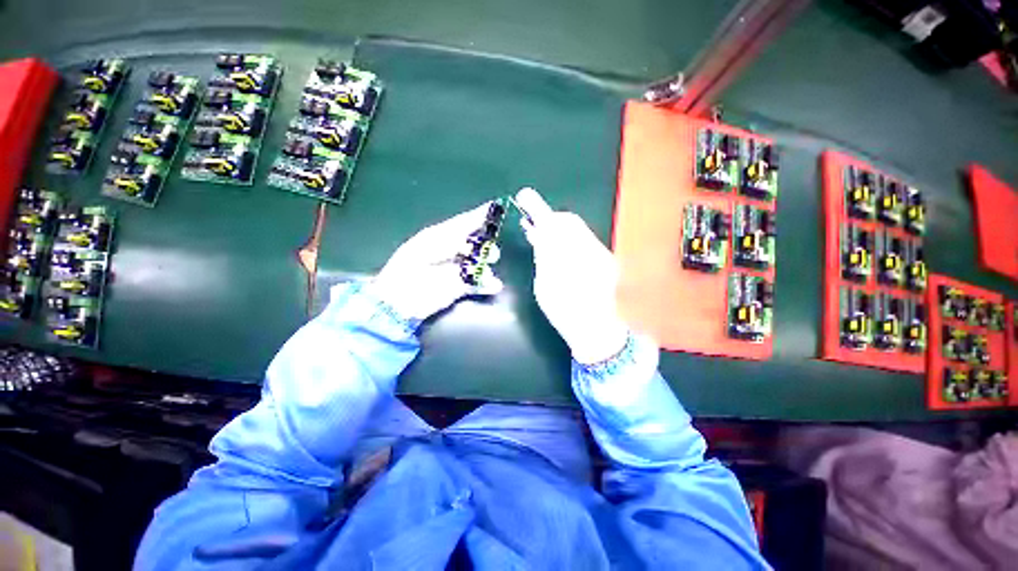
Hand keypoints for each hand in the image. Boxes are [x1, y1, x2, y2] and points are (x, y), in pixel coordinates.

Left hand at [369, 203, 503, 321]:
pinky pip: (477, 284)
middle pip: (475, 243)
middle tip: (491, 252)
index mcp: (439, 237)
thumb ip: (451, 238)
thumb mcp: (427, 248)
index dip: (479, 217)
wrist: (399, 301)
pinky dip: (486, 284)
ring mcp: (456, 270)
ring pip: (478, 264)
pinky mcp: (458, 288)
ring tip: (488, 271)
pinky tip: (495, 285)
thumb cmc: (408, 270)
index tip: (495, 210)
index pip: (463, 223)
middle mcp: (450, 251)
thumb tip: (473, 231)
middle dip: (486, 246)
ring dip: (486, 266)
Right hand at [515, 187, 628, 363]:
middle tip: (535, 227)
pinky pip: (585, 241)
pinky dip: (571, 241)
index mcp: (568, 258)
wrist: (599, 330)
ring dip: (560, 230)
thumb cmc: (565, 313)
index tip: (525, 196)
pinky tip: (563, 251)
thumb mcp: (544, 287)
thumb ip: (543, 258)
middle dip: (551, 221)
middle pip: (568, 222)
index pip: (550, 224)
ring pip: (577, 231)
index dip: (537, 208)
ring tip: (546, 240)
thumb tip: (539, 235)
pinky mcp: (607, 260)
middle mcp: (588, 249)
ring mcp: (601, 254)